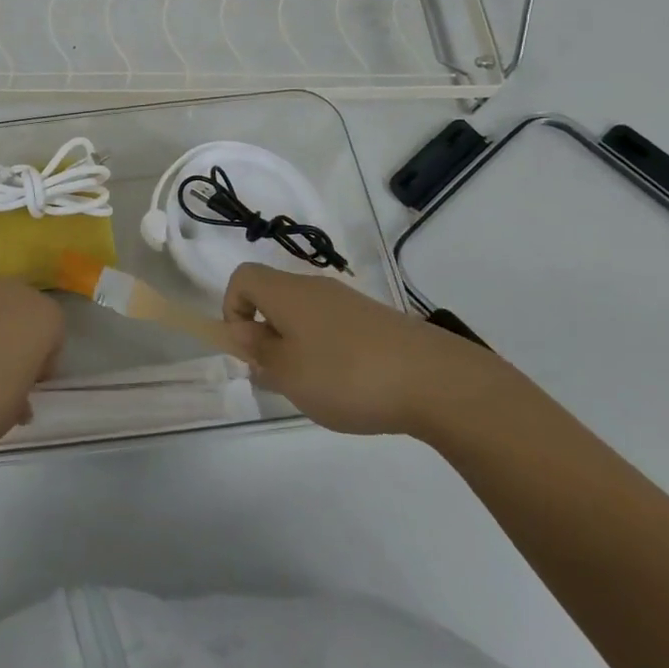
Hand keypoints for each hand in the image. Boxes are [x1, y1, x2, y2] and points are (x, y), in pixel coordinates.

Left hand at [0, 280, 64, 452]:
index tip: (29, 384)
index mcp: (42, 315)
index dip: (43, 360)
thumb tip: (18, 402)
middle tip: (3, 373)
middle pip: (21, 311)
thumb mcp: (15, 411)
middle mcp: (11, 293)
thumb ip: (21, 398)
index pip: (53, 334)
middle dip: (16, 337)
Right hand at [220, 263, 505, 436]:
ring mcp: (349, 303)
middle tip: (279, 377)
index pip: (243, 278)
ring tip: (317, 389)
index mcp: (287, 292)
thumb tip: (244, 335)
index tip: (246, 349)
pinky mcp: (376, 322)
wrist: (435, 379)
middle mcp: (315, 288)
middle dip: (267, 335)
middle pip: (274, 297)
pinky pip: (335, 329)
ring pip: (305, 316)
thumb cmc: (347, 375)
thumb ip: (258, 353)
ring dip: (298, 347)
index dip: (232, 309)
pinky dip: (329, 353)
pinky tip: (351, 388)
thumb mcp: (288, 374)